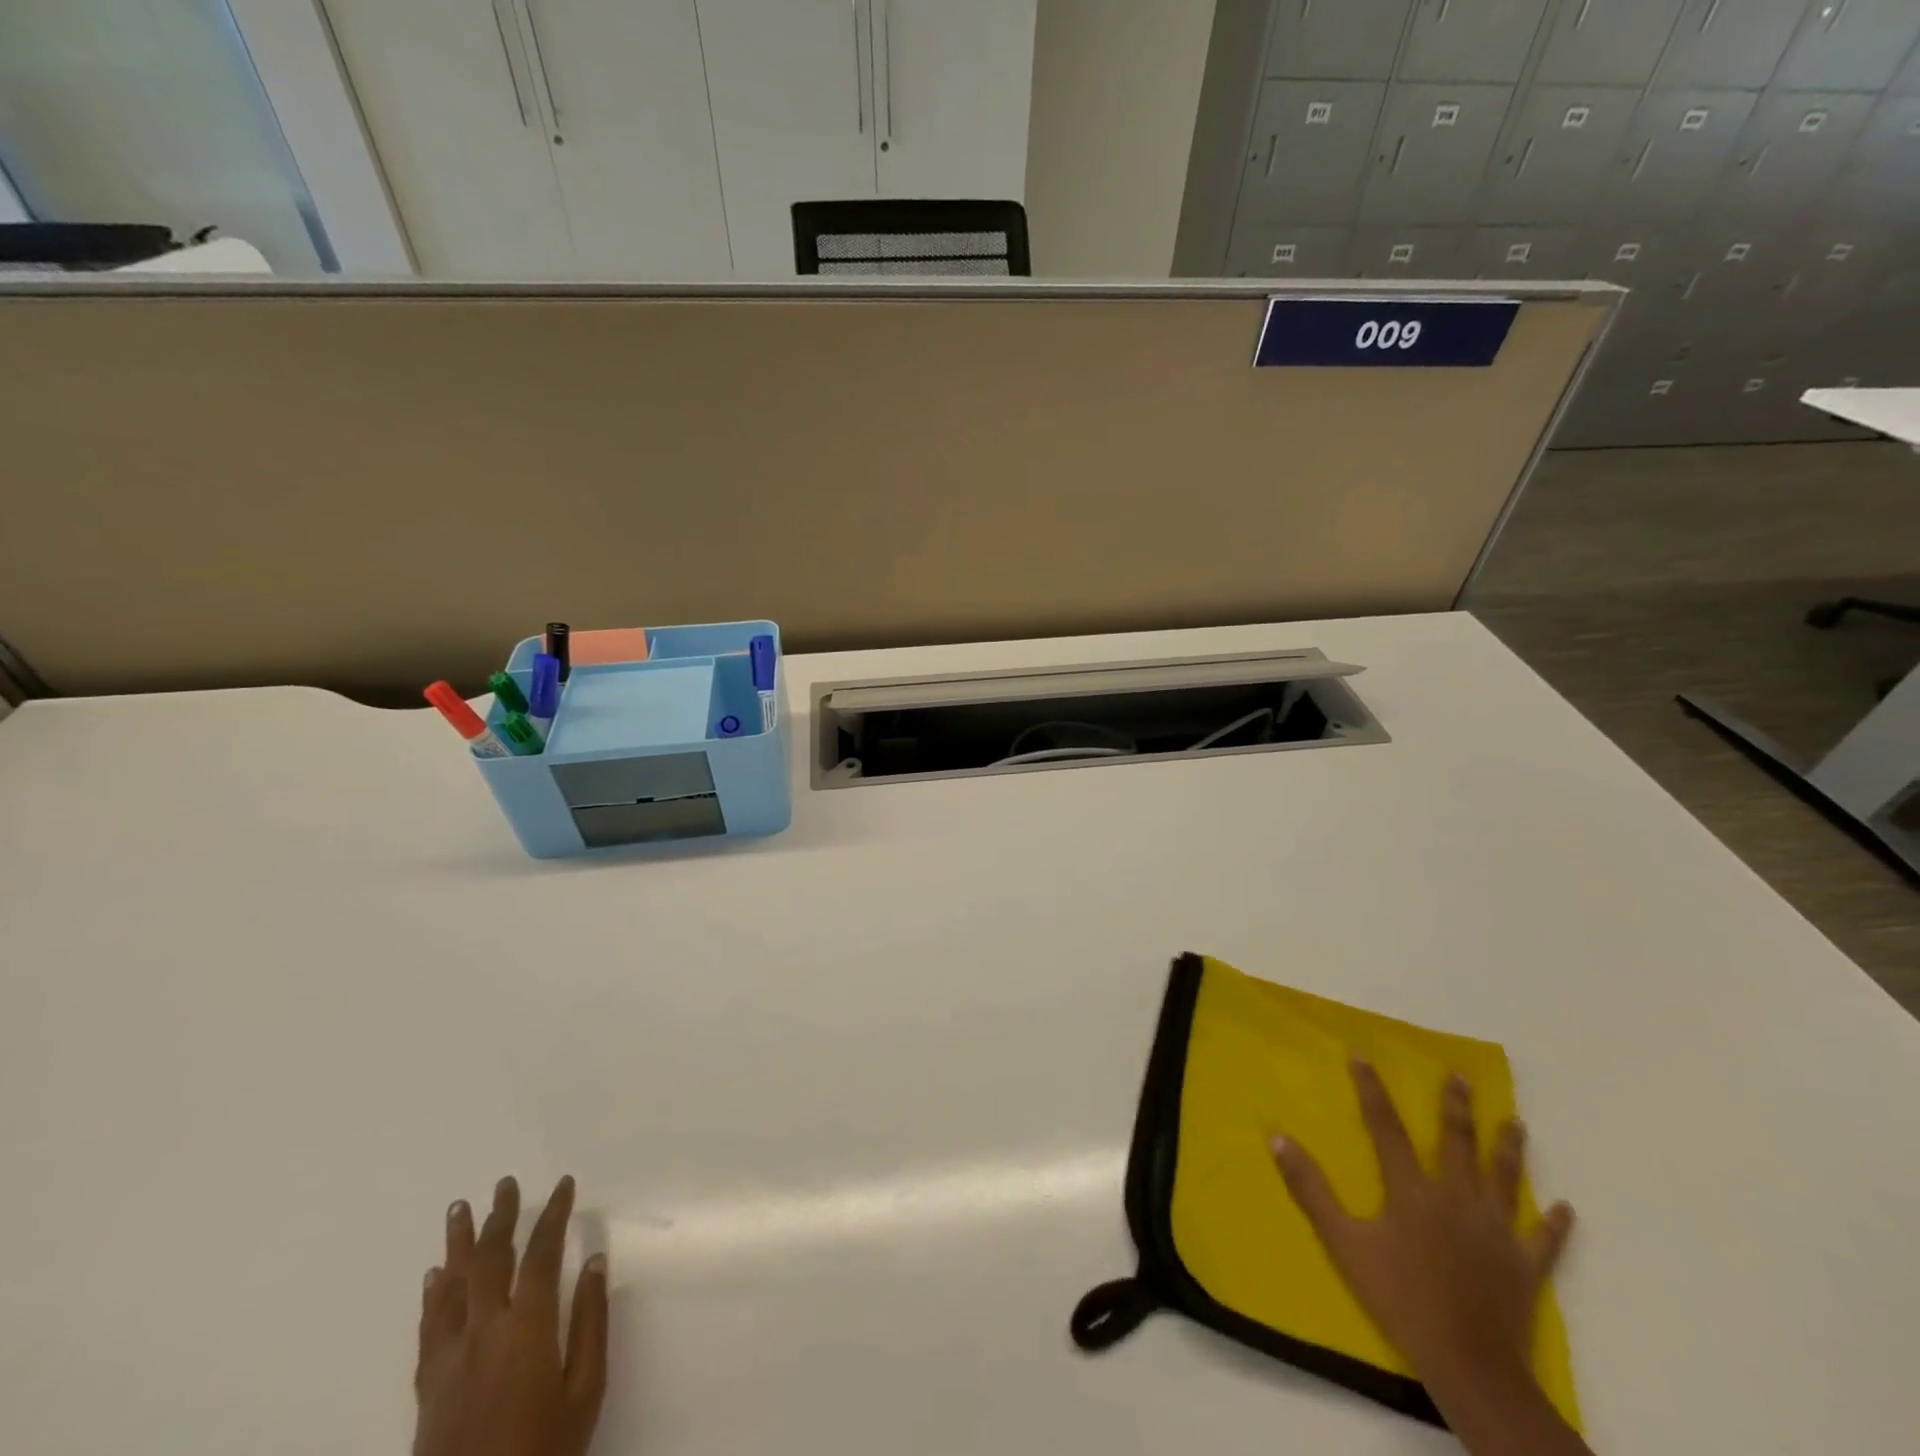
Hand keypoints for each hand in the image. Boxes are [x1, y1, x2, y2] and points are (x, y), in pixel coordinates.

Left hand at [414, 1175, 609, 1455]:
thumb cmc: (544, 1452)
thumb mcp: (585, 1391)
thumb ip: (589, 1323)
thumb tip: (592, 1261)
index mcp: (528, 1328)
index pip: (541, 1255)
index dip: (553, 1215)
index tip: (565, 1185)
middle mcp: (484, 1332)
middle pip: (491, 1261)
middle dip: (501, 1217)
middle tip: (506, 1183)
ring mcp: (450, 1359)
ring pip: (453, 1287)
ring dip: (458, 1244)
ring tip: (459, 1209)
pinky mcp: (428, 1386)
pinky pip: (429, 1327)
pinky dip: (433, 1295)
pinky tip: (434, 1276)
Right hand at [1272, 1063, 1585, 1454]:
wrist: (1469, 1364)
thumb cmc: (1400, 1297)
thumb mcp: (1343, 1242)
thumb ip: (1311, 1189)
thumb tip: (1278, 1138)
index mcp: (1412, 1189)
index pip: (1386, 1126)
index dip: (1372, 1089)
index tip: (1362, 1056)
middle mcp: (1457, 1197)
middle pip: (1456, 1142)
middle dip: (1457, 1106)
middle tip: (1461, 1076)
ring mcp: (1496, 1230)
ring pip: (1503, 1178)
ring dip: (1508, 1148)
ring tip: (1516, 1122)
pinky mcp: (1524, 1266)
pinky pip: (1543, 1240)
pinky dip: (1555, 1224)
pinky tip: (1565, 1208)